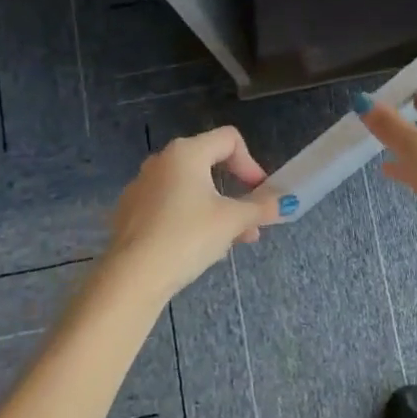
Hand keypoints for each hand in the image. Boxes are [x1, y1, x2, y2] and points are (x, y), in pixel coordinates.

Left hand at [101, 127, 290, 303]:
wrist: (132, 277)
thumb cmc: (187, 236)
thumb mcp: (232, 221)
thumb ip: (261, 208)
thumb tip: (286, 202)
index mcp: (186, 152)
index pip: (229, 139)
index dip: (251, 163)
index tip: (259, 193)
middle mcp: (161, 161)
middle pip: (209, 164)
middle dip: (235, 192)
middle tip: (250, 221)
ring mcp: (141, 186)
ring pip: (189, 189)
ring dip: (215, 209)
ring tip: (230, 242)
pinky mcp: (130, 212)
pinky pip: (169, 206)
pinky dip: (189, 218)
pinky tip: (197, 249)